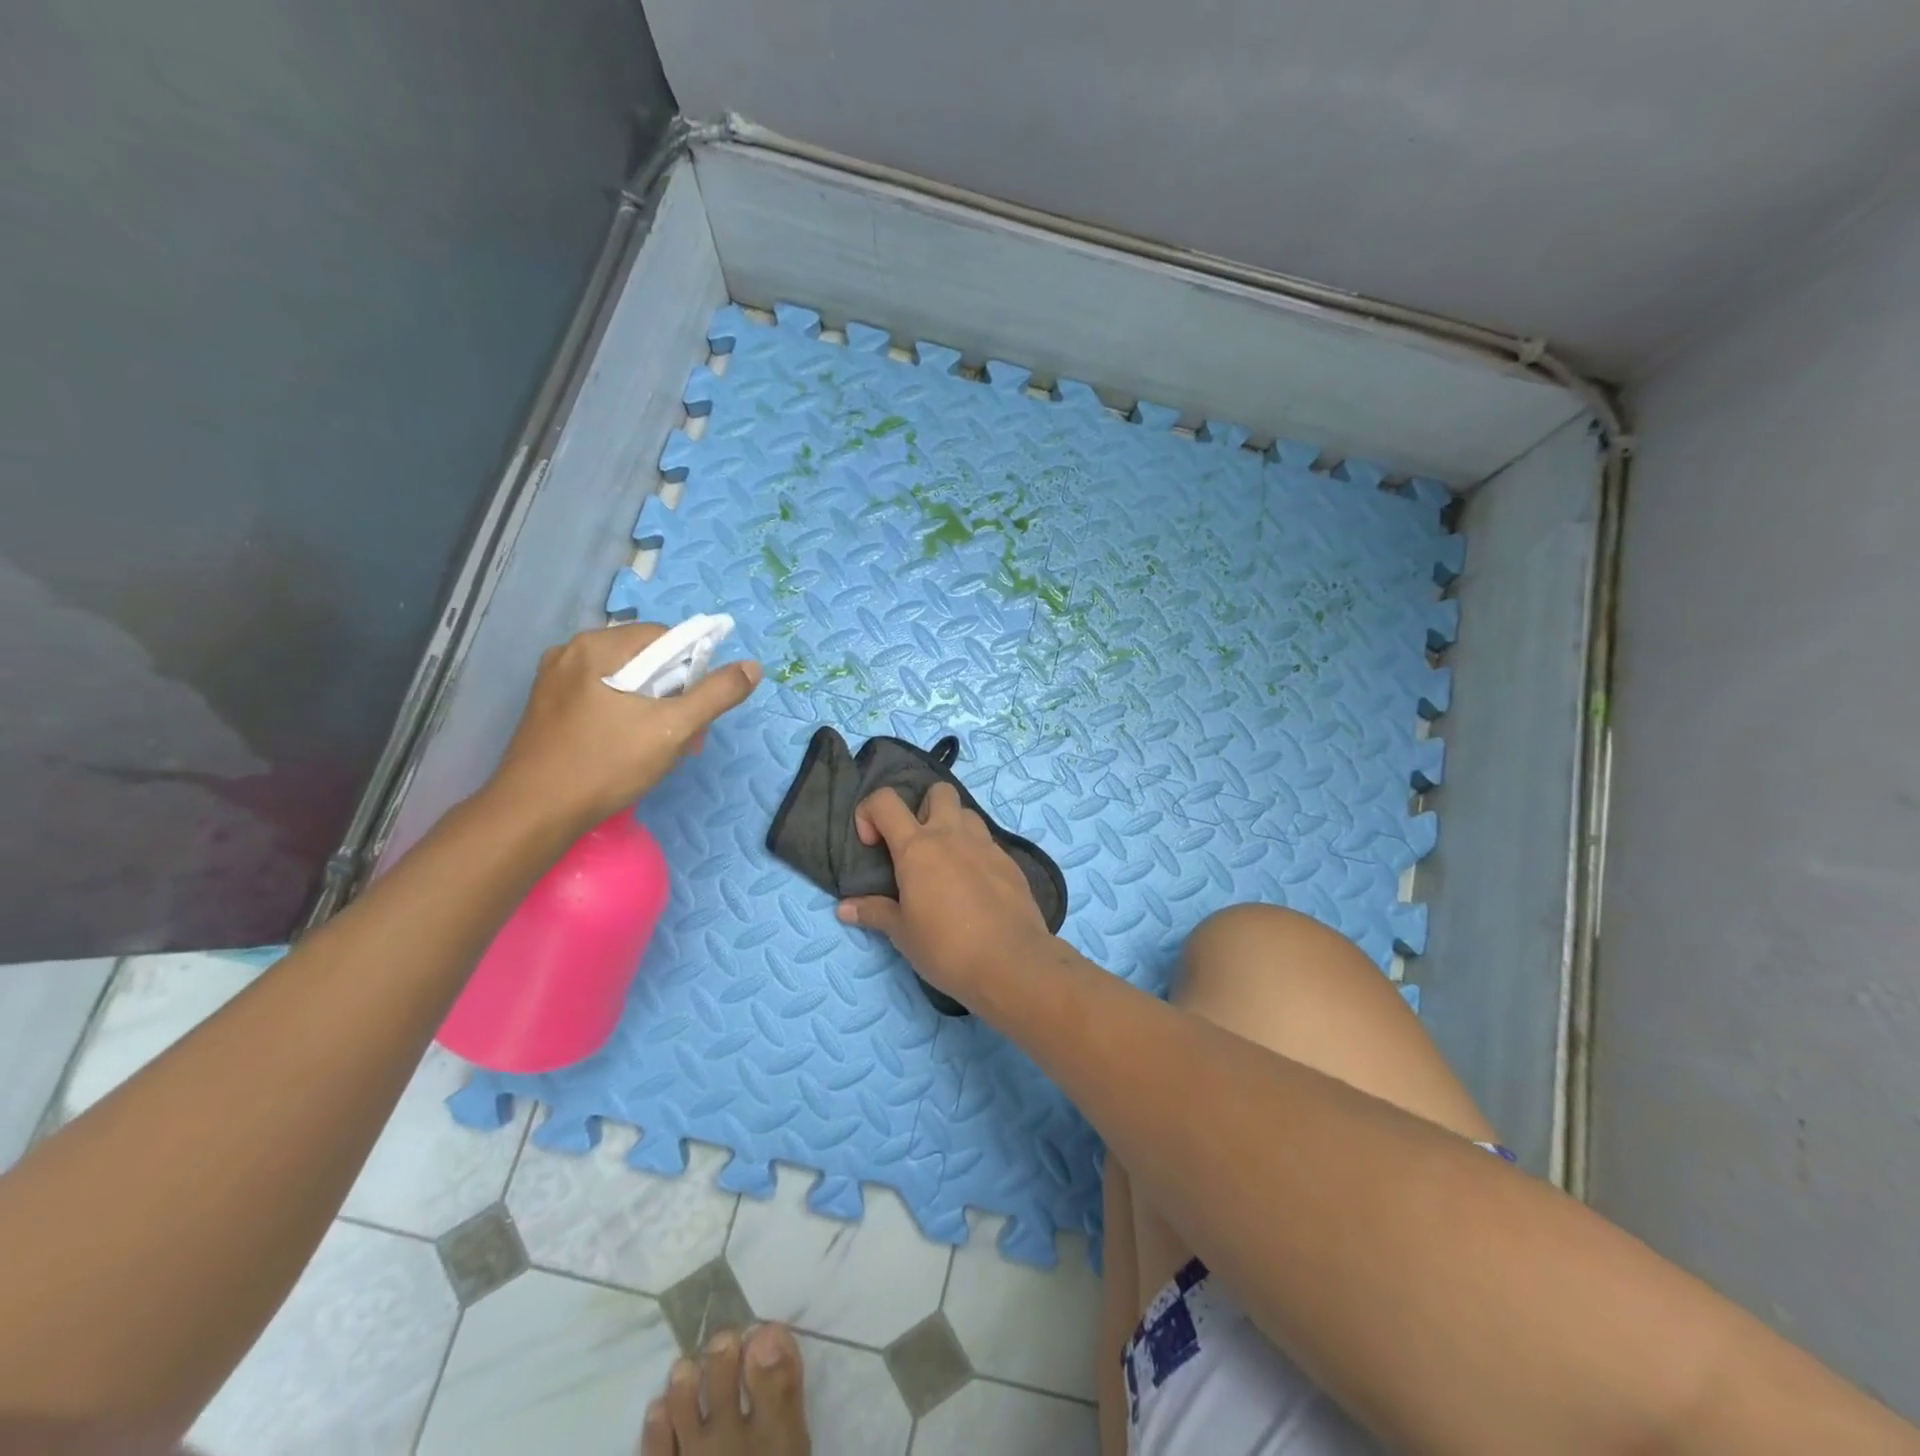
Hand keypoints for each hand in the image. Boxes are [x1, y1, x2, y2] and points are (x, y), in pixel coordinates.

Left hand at [488, 623, 760, 831]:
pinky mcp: (548, 708)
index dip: (693, 669)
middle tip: (686, 736)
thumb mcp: (672, 729)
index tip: (698, 709)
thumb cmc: (605, 765)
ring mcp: (555, 681)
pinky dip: (626, 715)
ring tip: (661, 747)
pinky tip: (629, 747)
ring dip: (653, 707)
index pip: (666, 637)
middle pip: (645, 659)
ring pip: (625, 680)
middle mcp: (571, 652)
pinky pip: (601, 697)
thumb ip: (716, 694)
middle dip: (674, 693)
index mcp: (597, 646)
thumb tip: (753, 667)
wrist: (533, 814)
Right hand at [836, 783, 1057, 1005]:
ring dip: (953, 828)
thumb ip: (875, 913)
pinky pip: (988, 843)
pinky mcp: (1011, 862)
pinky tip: (975, 887)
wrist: (1011, 962)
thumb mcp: (903, 934)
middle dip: (923, 807)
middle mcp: (952, 835)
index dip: (869, 812)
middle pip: (938, 791)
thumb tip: (844, 908)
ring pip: (967, 814)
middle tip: (917, 846)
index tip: (872, 844)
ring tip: (947, 864)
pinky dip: (976, 854)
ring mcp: (986, 845)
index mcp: (917, 847)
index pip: (885, 802)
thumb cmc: (946, 947)